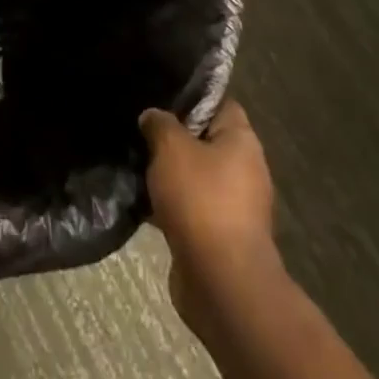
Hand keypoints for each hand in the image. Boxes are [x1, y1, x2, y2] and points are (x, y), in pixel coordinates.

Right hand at [139, 101, 281, 336]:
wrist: (221, 282)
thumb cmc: (201, 200)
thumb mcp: (171, 148)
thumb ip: (160, 124)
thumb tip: (153, 116)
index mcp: (242, 140)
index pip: (219, 103)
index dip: (191, 97)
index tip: (160, 96)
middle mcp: (244, 169)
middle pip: (205, 140)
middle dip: (174, 137)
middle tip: (140, 130)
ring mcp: (234, 205)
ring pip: (195, 177)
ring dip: (169, 174)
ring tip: (135, 164)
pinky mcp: (219, 236)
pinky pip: (191, 208)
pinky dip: (170, 205)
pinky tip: (141, 202)